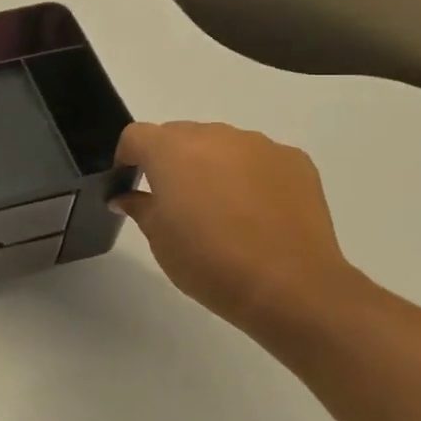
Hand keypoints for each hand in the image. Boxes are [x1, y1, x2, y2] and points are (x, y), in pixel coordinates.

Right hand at [114, 121, 365, 335]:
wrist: (291, 286)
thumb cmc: (210, 262)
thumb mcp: (159, 239)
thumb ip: (139, 207)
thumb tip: (126, 196)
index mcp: (171, 151)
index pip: (136, 136)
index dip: (128, 157)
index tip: (131, 184)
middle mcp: (214, 135)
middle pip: (179, 135)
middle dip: (171, 160)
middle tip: (177, 201)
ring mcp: (258, 145)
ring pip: (221, 144)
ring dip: (212, 165)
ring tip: (222, 208)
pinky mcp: (294, 160)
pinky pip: (258, 158)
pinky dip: (250, 175)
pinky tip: (257, 212)